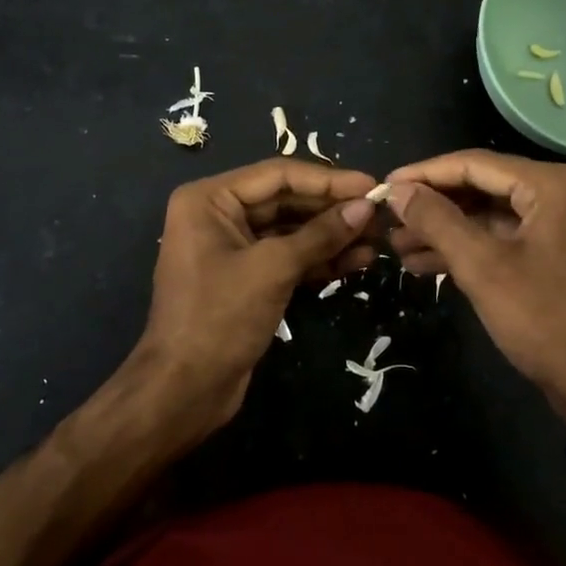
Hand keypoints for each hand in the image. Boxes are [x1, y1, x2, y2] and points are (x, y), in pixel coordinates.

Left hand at [124, 158, 379, 441]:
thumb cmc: (220, 318)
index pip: (279, 175)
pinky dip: (319, 259)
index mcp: (209, 199)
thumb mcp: (273, 269)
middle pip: (286, 200)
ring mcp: (233, 247)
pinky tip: (357, 262)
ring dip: (332, 236)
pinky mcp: (247, 277)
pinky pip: (288, 257)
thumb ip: (320, 235)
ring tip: (377, 241)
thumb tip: (366, 207)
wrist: (185, 390)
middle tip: (380, 215)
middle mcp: (218, 214)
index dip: (329, 179)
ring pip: (291, 230)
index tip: (373, 186)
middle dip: (333, 209)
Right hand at [384, 150, 565, 433]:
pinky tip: (431, 263)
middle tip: (390, 222)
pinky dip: (476, 246)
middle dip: (435, 207)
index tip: (385, 186)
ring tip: (401, 248)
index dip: (425, 174)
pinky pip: (513, 236)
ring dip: (450, 230)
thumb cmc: (544, 320)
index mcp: (556, 185)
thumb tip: (397, 191)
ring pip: (497, 215)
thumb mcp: (482, 267)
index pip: (476, 164)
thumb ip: (436, 220)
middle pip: (487, 187)